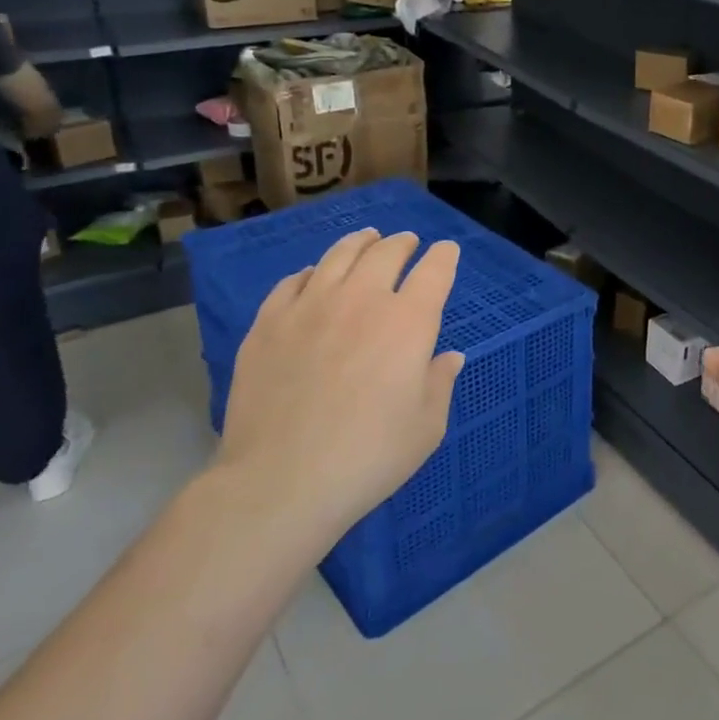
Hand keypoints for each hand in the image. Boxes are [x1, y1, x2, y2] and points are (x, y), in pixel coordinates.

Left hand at [216, 229, 463, 554]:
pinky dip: (312, 272)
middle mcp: (362, 300)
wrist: (281, 480)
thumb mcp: (427, 427)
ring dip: (359, 242)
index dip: (444, 256)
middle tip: (408, 242)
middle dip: (403, 243)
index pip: (434, 271)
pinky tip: (313, 275)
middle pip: (386, 252)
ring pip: (338, 255)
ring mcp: (310, 306)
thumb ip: (440, 382)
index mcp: (408, 322)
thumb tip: (449, 356)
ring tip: (366, 238)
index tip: (447, 251)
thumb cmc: (369, 456)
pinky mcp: (269, 323)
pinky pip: (293, 281)